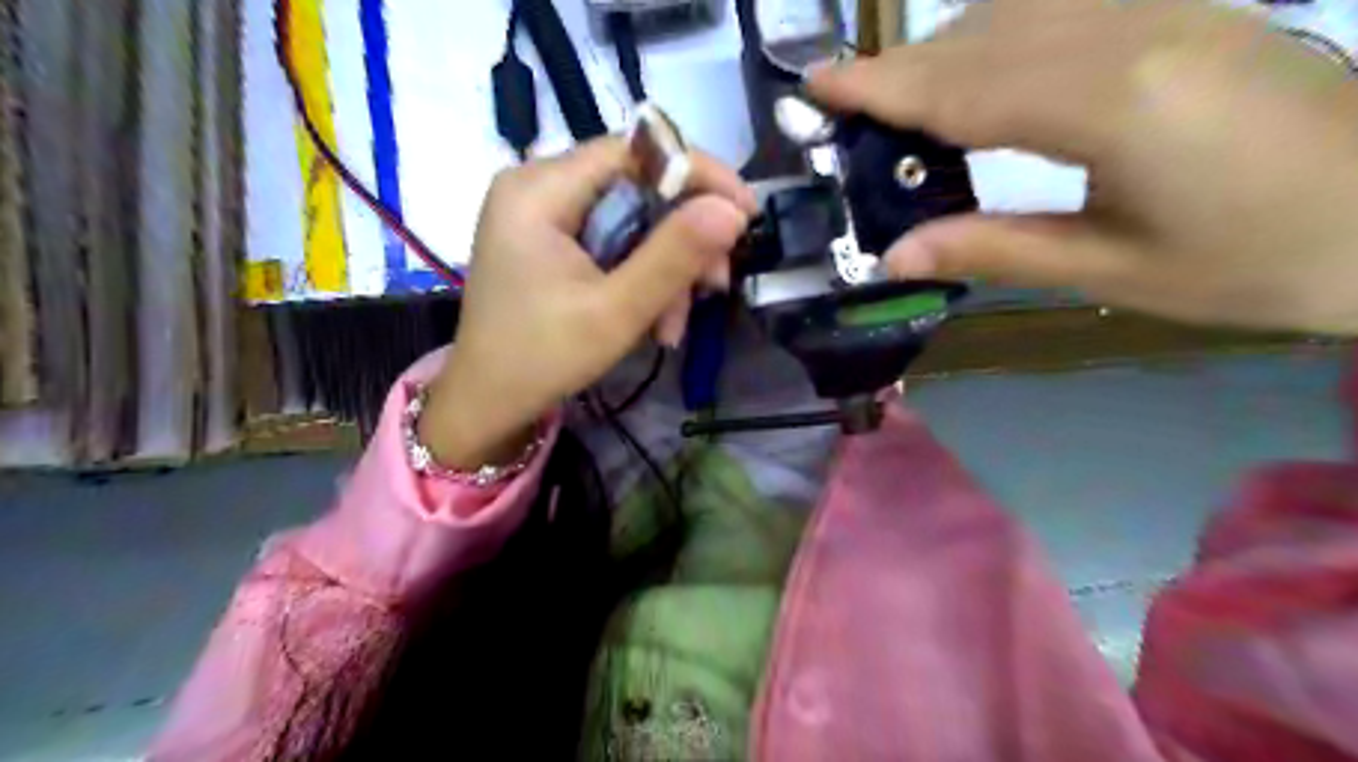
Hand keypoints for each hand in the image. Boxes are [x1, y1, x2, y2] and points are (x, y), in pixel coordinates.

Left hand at [417, 137, 753, 469]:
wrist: (488, 405)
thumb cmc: (541, 360)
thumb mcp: (615, 312)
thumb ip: (674, 257)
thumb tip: (733, 210)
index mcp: (539, 190)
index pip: (635, 150)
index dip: (697, 174)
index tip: (746, 213)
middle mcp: (537, 186)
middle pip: (637, 186)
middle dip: (683, 239)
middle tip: (714, 285)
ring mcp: (542, 214)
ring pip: (632, 219)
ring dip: (666, 268)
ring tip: (675, 325)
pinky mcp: (550, 241)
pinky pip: (614, 241)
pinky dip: (642, 276)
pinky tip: (655, 319)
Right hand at [811, 0, 1356, 333]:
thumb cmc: (1263, 262)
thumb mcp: (1111, 271)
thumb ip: (993, 251)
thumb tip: (894, 255)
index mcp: (1110, 104)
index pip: (961, 86)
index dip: (880, 87)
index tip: (815, 85)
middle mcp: (1130, 32)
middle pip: (980, 38)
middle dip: (901, 72)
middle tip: (847, 111)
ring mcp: (1164, 9)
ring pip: (1016, 12)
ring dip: (944, 53)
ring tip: (902, 106)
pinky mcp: (1182, 12)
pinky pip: (1061, 8)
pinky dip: (996, 37)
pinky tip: (979, 73)